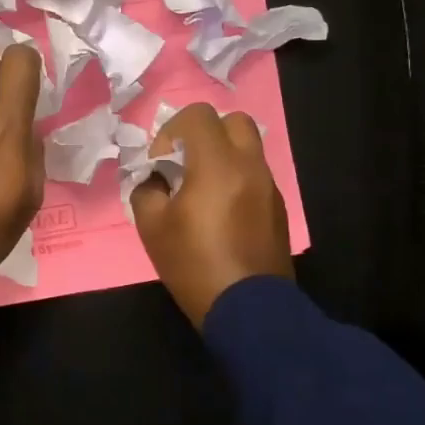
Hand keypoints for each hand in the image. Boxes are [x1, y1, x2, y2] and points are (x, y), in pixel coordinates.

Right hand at [130, 103, 292, 328]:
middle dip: (205, 134)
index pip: (197, 115)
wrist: (248, 309)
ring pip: (247, 148)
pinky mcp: (278, 208)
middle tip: (186, 165)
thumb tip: (154, 180)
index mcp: (217, 164)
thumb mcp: (151, 226)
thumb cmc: (194, 264)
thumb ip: (146, 190)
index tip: (162, 165)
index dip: (172, 131)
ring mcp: (268, 186)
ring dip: (222, 156)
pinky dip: (236, 179)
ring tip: (201, 191)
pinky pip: (255, 175)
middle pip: (232, 121)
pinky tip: (221, 214)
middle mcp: (249, 165)